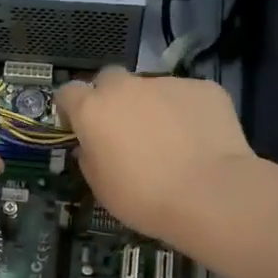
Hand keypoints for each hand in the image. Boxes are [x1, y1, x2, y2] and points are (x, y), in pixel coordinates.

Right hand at [56, 68, 259, 249]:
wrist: (209, 195)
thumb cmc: (144, 197)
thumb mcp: (102, 187)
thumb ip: (90, 158)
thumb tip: (92, 146)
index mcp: (93, 110)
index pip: (68, 92)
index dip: (72, 107)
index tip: (78, 125)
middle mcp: (126, 87)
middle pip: (109, 80)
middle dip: (112, 98)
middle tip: (124, 129)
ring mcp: (167, 83)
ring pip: (151, 89)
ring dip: (152, 107)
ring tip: (171, 140)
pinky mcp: (203, 88)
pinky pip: (186, 96)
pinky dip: (186, 112)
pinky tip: (198, 139)